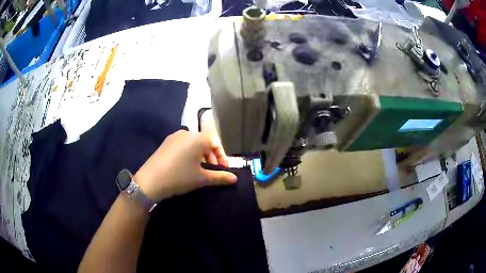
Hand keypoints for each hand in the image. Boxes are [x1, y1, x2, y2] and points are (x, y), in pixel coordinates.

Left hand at [135, 130, 236, 201]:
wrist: (150, 181)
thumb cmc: (180, 177)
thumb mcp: (202, 178)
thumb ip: (220, 177)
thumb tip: (235, 179)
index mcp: (198, 138)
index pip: (216, 142)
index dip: (222, 156)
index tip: (224, 170)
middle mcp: (187, 133)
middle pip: (205, 141)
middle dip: (212, 156)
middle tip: (213, 171)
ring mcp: (174, 136)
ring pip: (194, 143)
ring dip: (201, 155)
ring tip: (200, 169)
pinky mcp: (166, 142)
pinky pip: (183, 145)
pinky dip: (190, 153)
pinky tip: (187, 166)